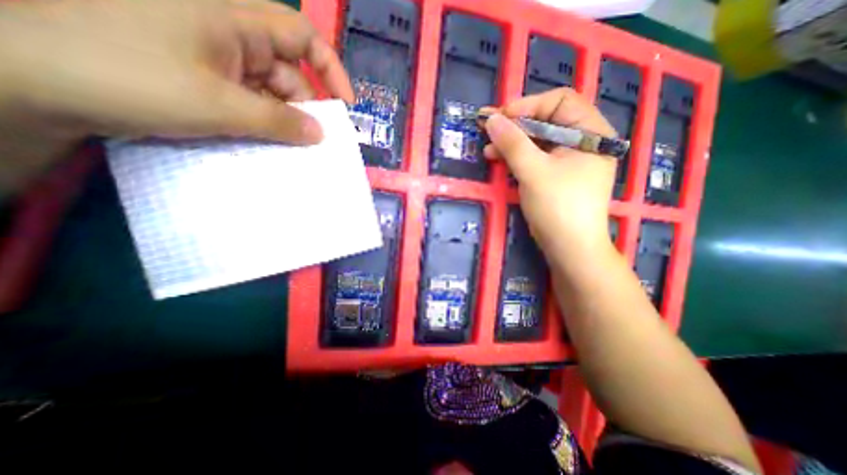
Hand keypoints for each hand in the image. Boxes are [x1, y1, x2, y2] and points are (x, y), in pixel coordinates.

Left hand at [0, 1, 352, 151]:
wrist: (32, 79)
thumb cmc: (133, 78)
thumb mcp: (221, 106)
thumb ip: (279, 122)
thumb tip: (320, 134)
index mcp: (235, 19)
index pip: (303, 36)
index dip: (331, 69)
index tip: (345, 105)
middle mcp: (231, 33)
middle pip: (289, 71)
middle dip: (307, 107)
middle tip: (316, 141)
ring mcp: (217, 57)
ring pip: (271, 90)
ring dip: (284, 119)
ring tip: (293, 149)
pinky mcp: (206, 77)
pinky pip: (250, 99)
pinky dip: (263, 121)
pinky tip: (268, 142)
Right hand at [487, 88, 619, 260]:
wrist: (569, 247)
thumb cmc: (558, 206)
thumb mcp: (533, 171)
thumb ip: (512, 143)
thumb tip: (491, 119)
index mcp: (590, 131)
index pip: (559, 101)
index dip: (528, 105)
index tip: (500, 118)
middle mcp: (582, 140)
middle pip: (546, 120)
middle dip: (515, 126)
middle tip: (488, 131)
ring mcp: (569, 159)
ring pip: (537, 140)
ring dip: (512, 142)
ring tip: (488, 150)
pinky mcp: (556, 174)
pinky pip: (535, 156)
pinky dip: (517, 156)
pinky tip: (499, 159)